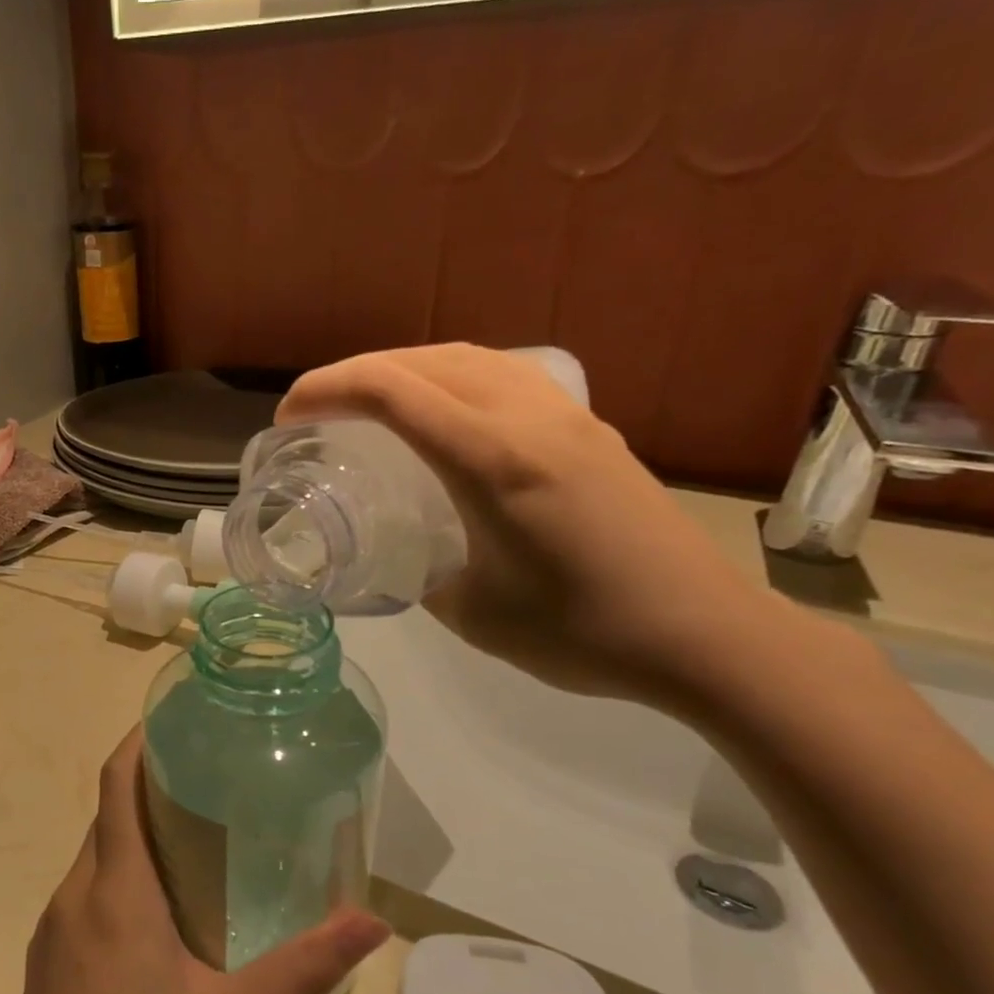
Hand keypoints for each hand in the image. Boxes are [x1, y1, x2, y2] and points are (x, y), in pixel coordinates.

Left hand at [0, 729, 388, 993]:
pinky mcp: (44, 969)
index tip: (168, 721)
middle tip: (203, 785)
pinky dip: (114, 881)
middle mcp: (73, 898)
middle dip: (146, 792)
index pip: (114, 788)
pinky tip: (153, 921)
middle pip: (105, 821)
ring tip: (187, 845)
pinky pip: (81, 899)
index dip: (136, 744)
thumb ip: (304, 966)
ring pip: (92, 861)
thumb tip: (372, 920)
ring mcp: (51, 935)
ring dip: (131, 840)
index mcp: (115, 893)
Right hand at [277, 344, 782, 706]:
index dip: (327, 390)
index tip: (287, 418)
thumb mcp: (473, 614)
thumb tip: (402, 556)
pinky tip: (447, 413)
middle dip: (357, 372)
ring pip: (470, 358)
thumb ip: (422, 574)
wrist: (705, 635)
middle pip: (426, 360)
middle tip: (317, 408)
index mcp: (492, 459)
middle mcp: (529, 418)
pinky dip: (455, 378)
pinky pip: (506, 376)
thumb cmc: (583, 633)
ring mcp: (567, 417)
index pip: (392, 392)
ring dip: (407, 367)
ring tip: (372, 401)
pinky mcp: (591, 430)